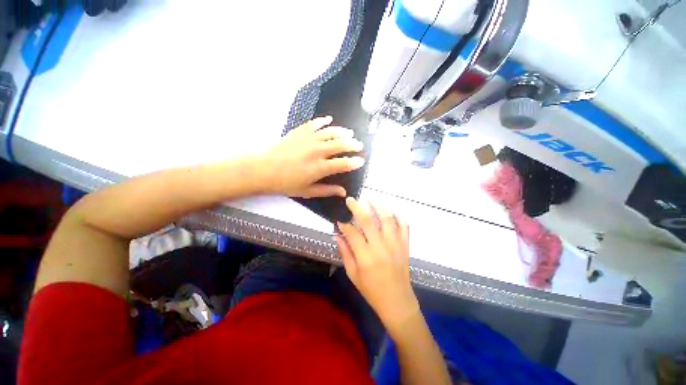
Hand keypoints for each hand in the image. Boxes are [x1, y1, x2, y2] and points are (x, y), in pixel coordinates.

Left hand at [259, 117, 364, 197]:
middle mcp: (317, 151)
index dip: (354, 162)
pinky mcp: (299, 132)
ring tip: (349, 133)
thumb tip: (343, 192)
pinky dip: (323, 121)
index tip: (361, 161)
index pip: (343, 163)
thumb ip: (327, 190)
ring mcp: (308, 139)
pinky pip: (314, 123)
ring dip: (342, 132)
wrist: (262, 169)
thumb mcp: (307, 191)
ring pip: (331, 132)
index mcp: (320, 167)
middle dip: (353, 145)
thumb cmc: (285, 183)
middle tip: (359, 145)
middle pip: (340, 144)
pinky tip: (329, 120)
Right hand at [336, 197, 419, 331]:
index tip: (339, 218)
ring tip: (371, 199)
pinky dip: (398, 216)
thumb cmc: (371, 290)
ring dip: (378, 206)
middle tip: (351, 200)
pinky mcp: (405, 245)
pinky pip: (404, 225)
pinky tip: (390, 211)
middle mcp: (381, 247)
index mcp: (366, 257)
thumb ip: (345, 252)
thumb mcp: (353, 274)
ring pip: (387, 218)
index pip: (352, 233)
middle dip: (357, 207)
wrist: (397, 301)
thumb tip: (337, 235)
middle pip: (368, 221)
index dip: (344, 224)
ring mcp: (395, 244)